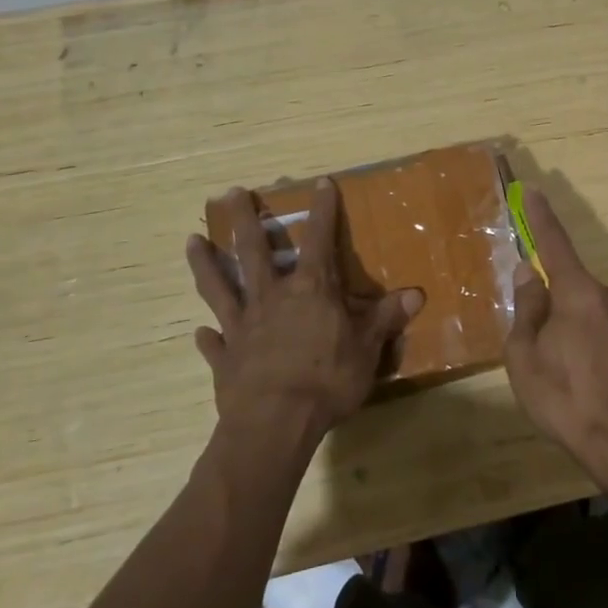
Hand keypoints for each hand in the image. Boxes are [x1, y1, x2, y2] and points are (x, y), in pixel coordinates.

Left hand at [187, 180, 421, 437]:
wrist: (275, 424)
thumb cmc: (327, 380)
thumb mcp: (367, 348)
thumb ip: (386, 318)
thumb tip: (416, 293)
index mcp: (310, 290)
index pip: (319, 239)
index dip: (322, 210)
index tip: (320, 183)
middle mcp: (271, 298)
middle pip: (253, 251)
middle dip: (245, 220)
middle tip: (230, 193)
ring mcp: (242, 326)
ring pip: (219, 286)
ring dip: (205, 263)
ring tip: (191, 240)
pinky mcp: (226, 358)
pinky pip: (214, 343)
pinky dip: (207, 336)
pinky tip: (199, 332)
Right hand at [504, 188, 607, 487]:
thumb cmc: (566, 398)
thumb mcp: (525, 355)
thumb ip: (527, 309)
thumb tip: (529, 275)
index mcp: (579, 293)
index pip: (555, 244)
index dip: (541, 218)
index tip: (534, 192)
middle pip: (568, 285)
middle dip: (548, 303)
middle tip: (532, 344)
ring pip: (585, 311)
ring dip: (567, 328)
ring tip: (557, 374)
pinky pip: (602, 330)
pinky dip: (586, 344)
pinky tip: (581, 380)